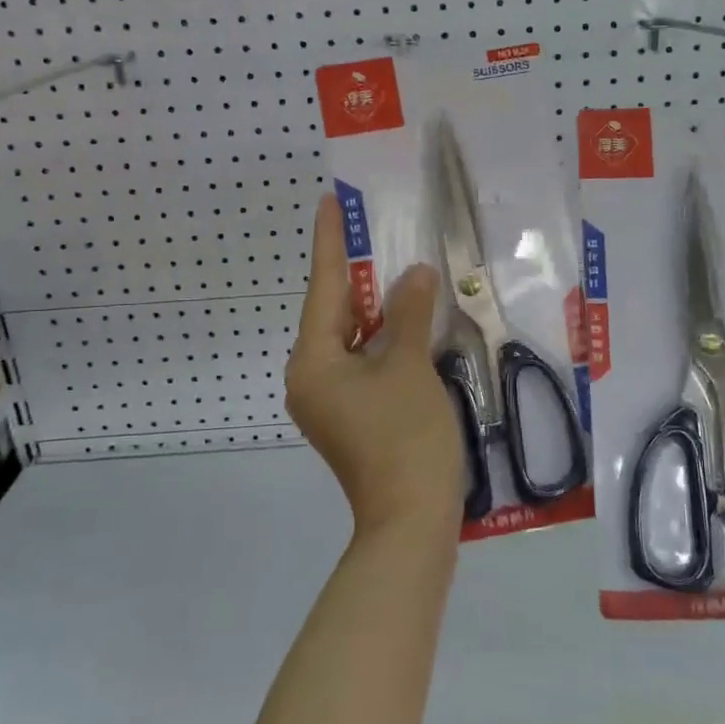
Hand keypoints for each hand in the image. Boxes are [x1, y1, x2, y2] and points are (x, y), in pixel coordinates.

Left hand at [285, 194, 464, 534]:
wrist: (412, 522)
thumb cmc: (405, 438)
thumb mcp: (409, 366)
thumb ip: (408, 313)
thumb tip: (413, 274)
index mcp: (313, 362)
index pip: (323, 287)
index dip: (330, 242)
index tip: (331, 201)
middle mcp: (311, 377)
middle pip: (334, 312)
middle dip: (357, 273)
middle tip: (373, 229)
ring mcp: (330, 399)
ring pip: (351, 337)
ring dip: (375, 307)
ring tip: (397, 266)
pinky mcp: (351, 414)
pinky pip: (362, 361)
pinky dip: (383, 338)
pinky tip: (407, 319)